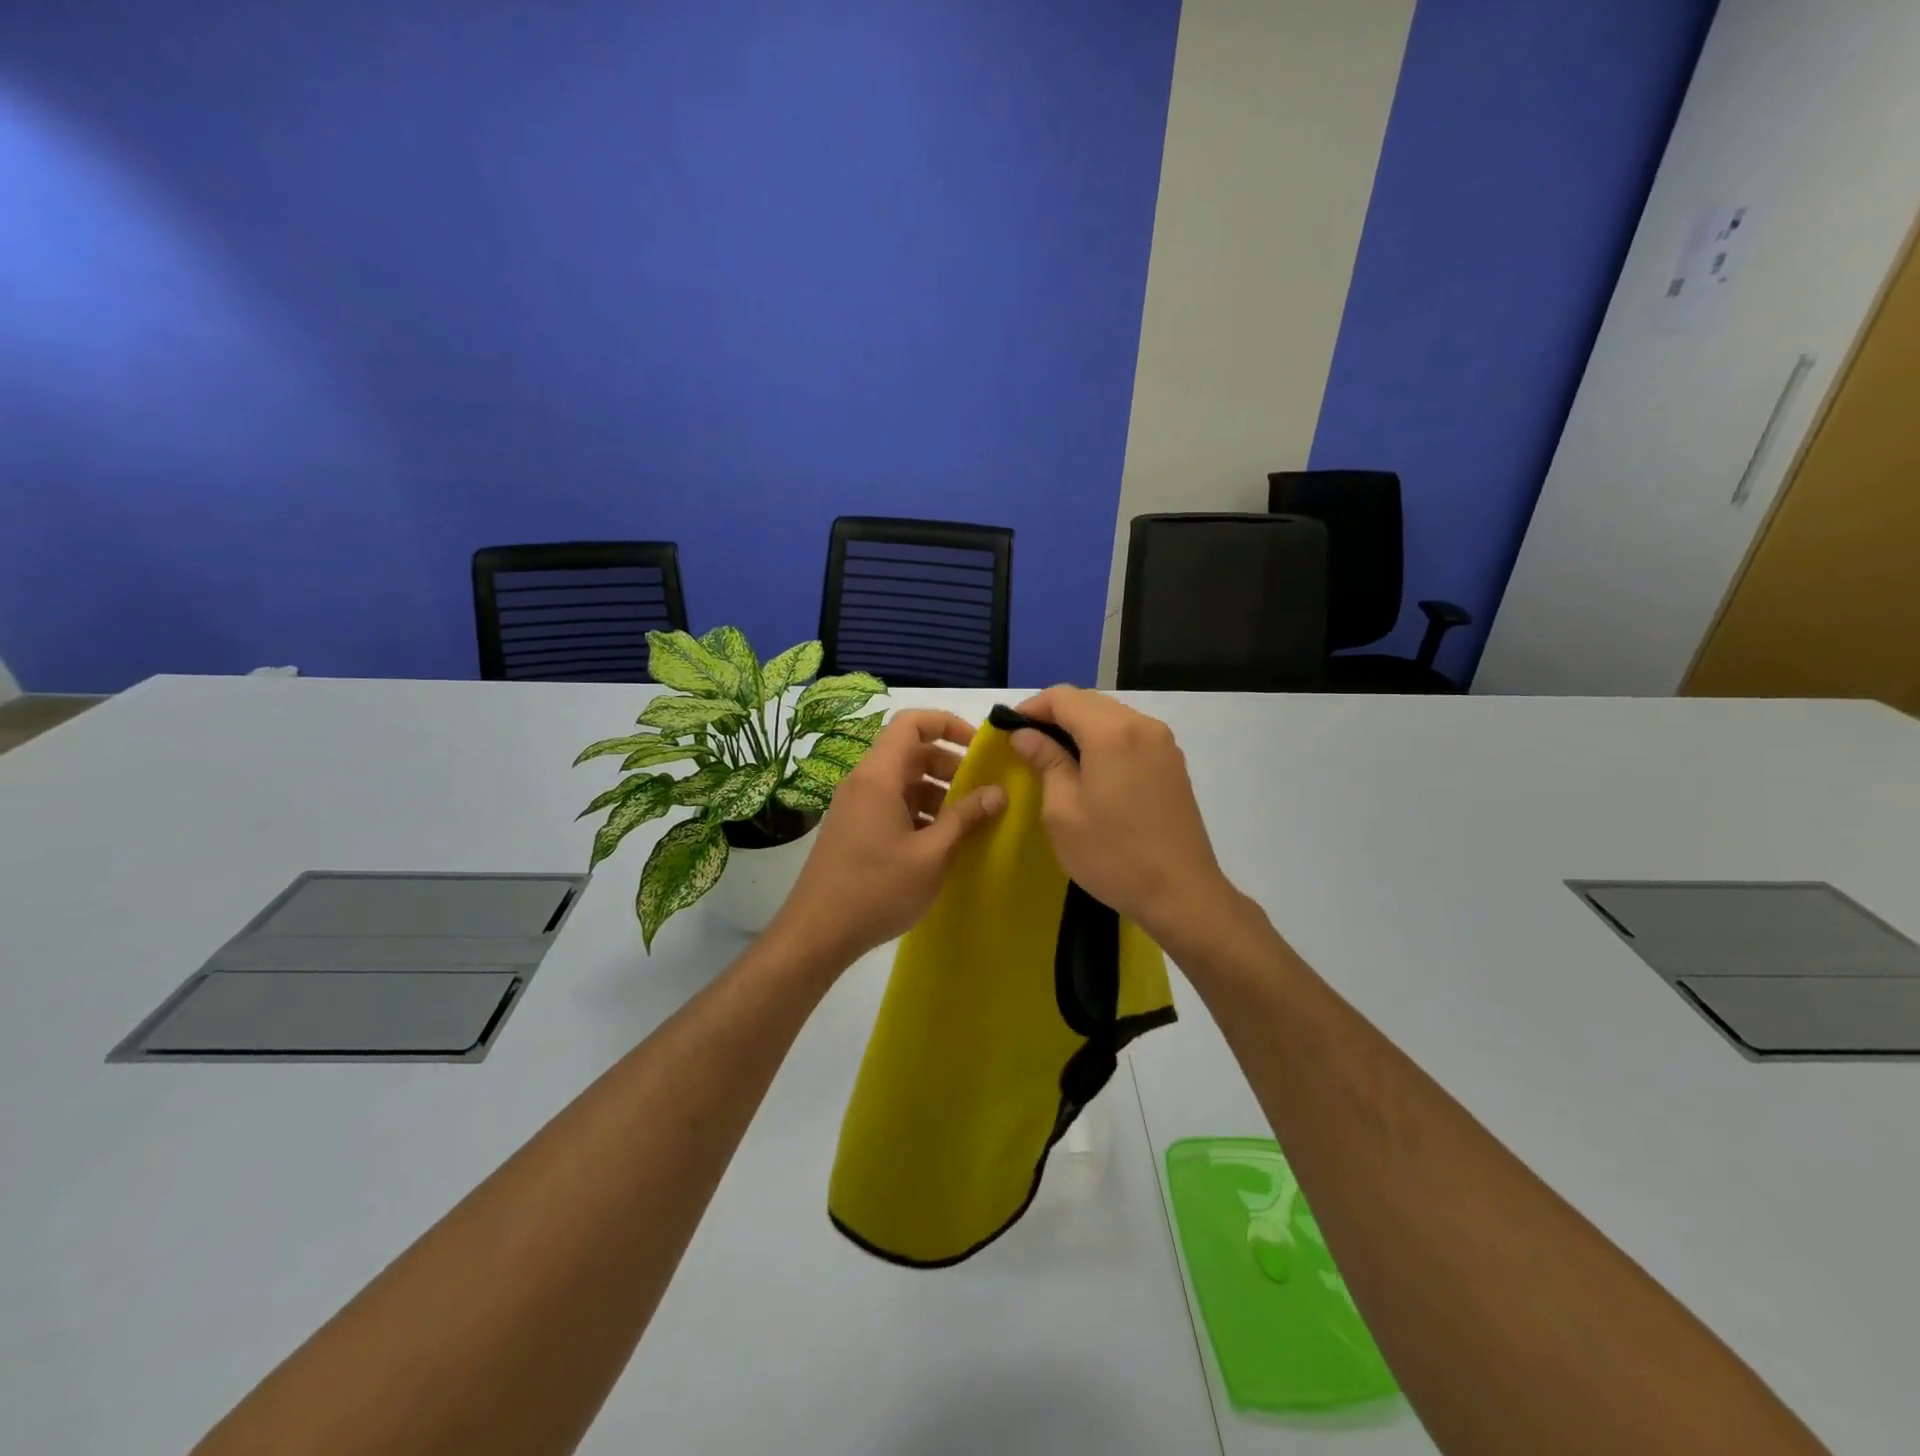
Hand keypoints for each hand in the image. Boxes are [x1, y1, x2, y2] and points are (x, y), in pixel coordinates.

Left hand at [772, 709, 1005, 965]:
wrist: (817, 933)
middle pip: (910, 751)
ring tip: (967, 821)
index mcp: (878, 776)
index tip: (980, 747)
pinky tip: (940, 841)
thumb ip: (965, 818)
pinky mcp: (853, 828)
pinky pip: (891, 804)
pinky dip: (919, 811)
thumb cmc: (877, 889)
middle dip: (949, 764)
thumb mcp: (931, 855)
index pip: (912, 723)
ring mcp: (855, 806)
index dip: (948, 724)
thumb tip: (998, 792)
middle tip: (981, 790)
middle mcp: (863, 781)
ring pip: (902, 781)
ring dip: (936, 791)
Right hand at [1008, 686, 1238, 944]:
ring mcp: (1163, 743)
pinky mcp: (1173, 763)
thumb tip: (1025, 734)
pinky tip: (1090, 769)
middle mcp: (1141, 726)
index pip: (1063, 697)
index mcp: (1111, 732)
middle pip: (1089, 701)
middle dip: (1055, 715)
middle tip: (1027, 745)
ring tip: (1054, 757)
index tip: (1009, 730)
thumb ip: (1045, 762)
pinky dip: (1104, 740)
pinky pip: (1131, 735)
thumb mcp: (1063, 811)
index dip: (1031, 707)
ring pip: (1111, 716)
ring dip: (1080, 727)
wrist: (1181, 894)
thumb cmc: (1113, 855)